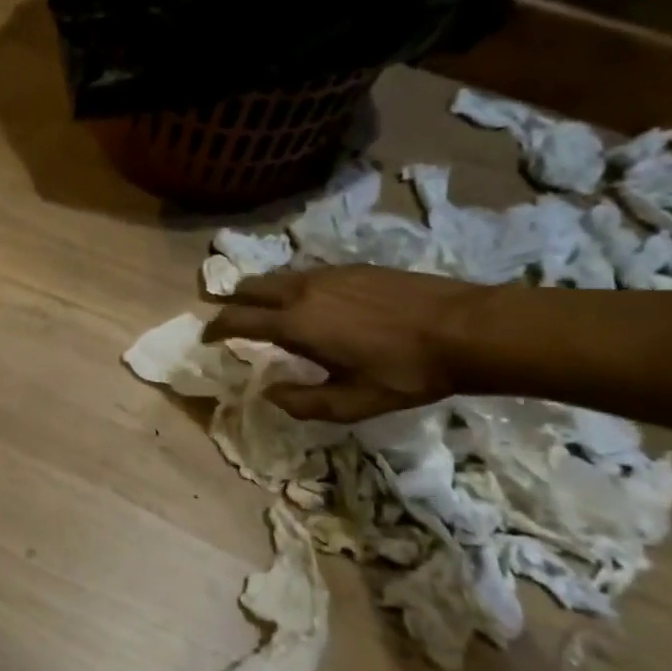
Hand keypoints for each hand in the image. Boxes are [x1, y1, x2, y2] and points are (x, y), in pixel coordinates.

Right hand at [203, 266, 482, 421]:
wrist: (465, 328)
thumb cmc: (406, 372)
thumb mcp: (354, 403)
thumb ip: (303, 402)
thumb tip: (269, 393)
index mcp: (296, 324)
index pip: (237, 320)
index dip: (214, 329)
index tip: (206, 338)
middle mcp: (303, 291)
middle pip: (250, 287)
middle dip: (232, 302)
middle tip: (229, 319)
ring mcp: (328, 274)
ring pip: (278, 277)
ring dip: (261, 292)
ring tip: (265, 311)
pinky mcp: (353, 267)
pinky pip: (305, 274)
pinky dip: (290, 287)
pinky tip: (309, 302)